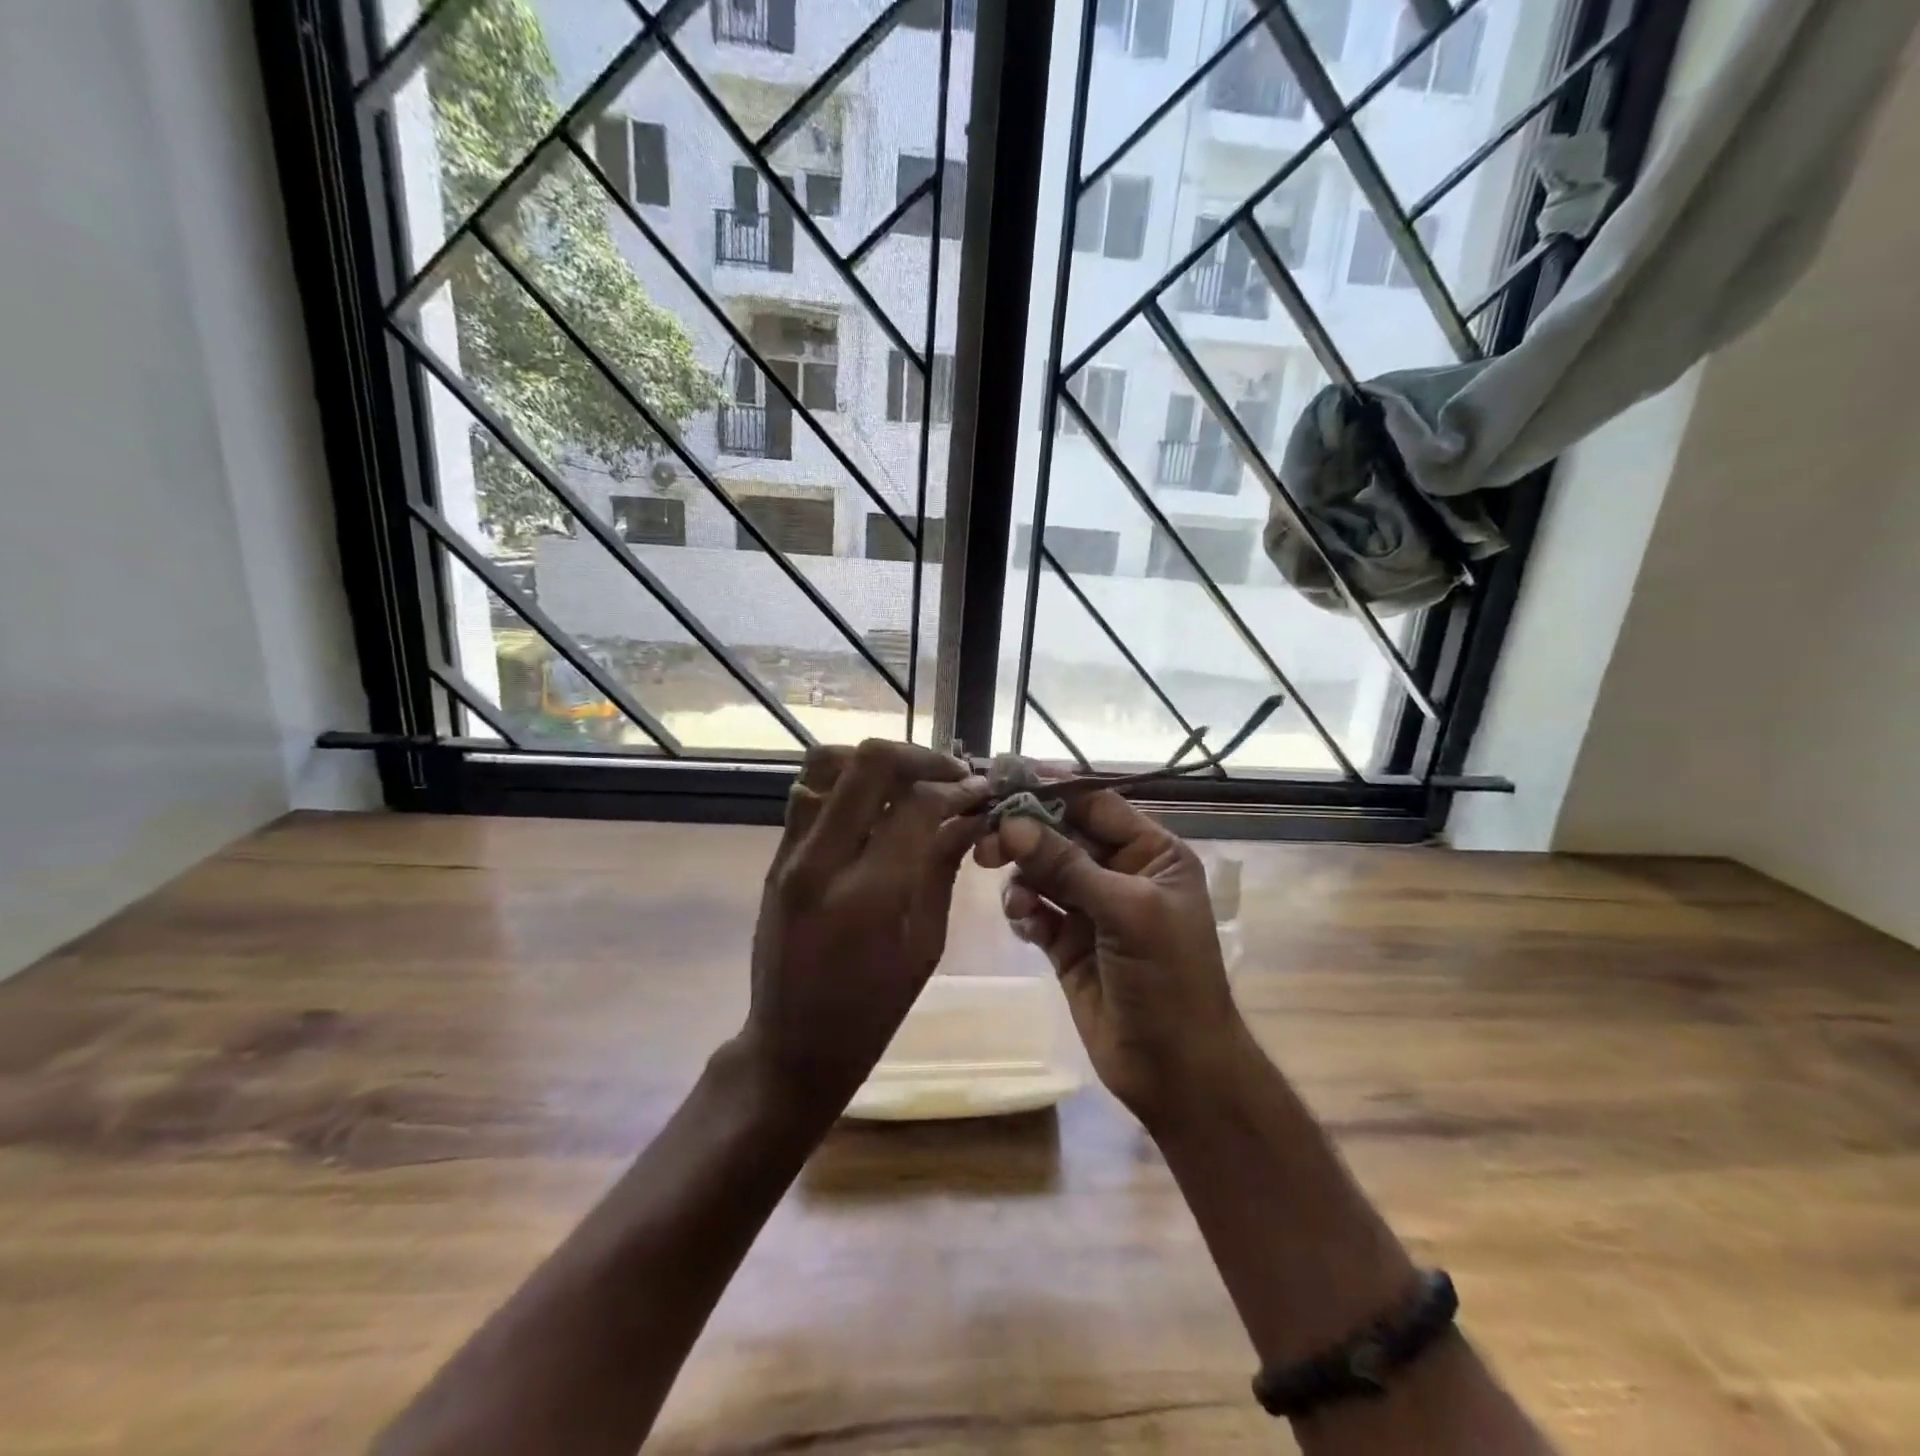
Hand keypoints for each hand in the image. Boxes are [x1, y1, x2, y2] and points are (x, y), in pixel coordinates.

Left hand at [741, 739, 987, 1111]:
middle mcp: (822, 860)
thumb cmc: (873, 1010)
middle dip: (920, 757)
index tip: (980, 790)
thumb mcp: (924, 943)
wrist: (792, 1045)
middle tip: (951, 773)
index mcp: (868, 894)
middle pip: (868, 764)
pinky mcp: (777, 855)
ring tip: (912, 780)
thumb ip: (943, 867)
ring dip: (877, 762)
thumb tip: (971, 816)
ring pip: (828, 763)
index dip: (955, 788)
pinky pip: (809, 790)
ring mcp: (791, 853)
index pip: (917, 805)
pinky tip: (876, 801)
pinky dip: (847, 780)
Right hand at [975, 781, 1249, 1122]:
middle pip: (1060, 834)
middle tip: (986, 842)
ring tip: (1017, 901)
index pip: (1095, 803)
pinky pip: (1034, 908)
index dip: (1051, 788)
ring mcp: (1091, 908)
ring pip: (1041, 871)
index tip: (1003, 776)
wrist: (1175, 1069)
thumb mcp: (1126, 912)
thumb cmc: (1167, 978)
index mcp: (1151, 853)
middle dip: (1025, 835)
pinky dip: (1023, 910)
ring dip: (1022, 878)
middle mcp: (1120, 872)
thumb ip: (1067, 866)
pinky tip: (1025, 924)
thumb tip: (1011, 824)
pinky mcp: (1066, 941)